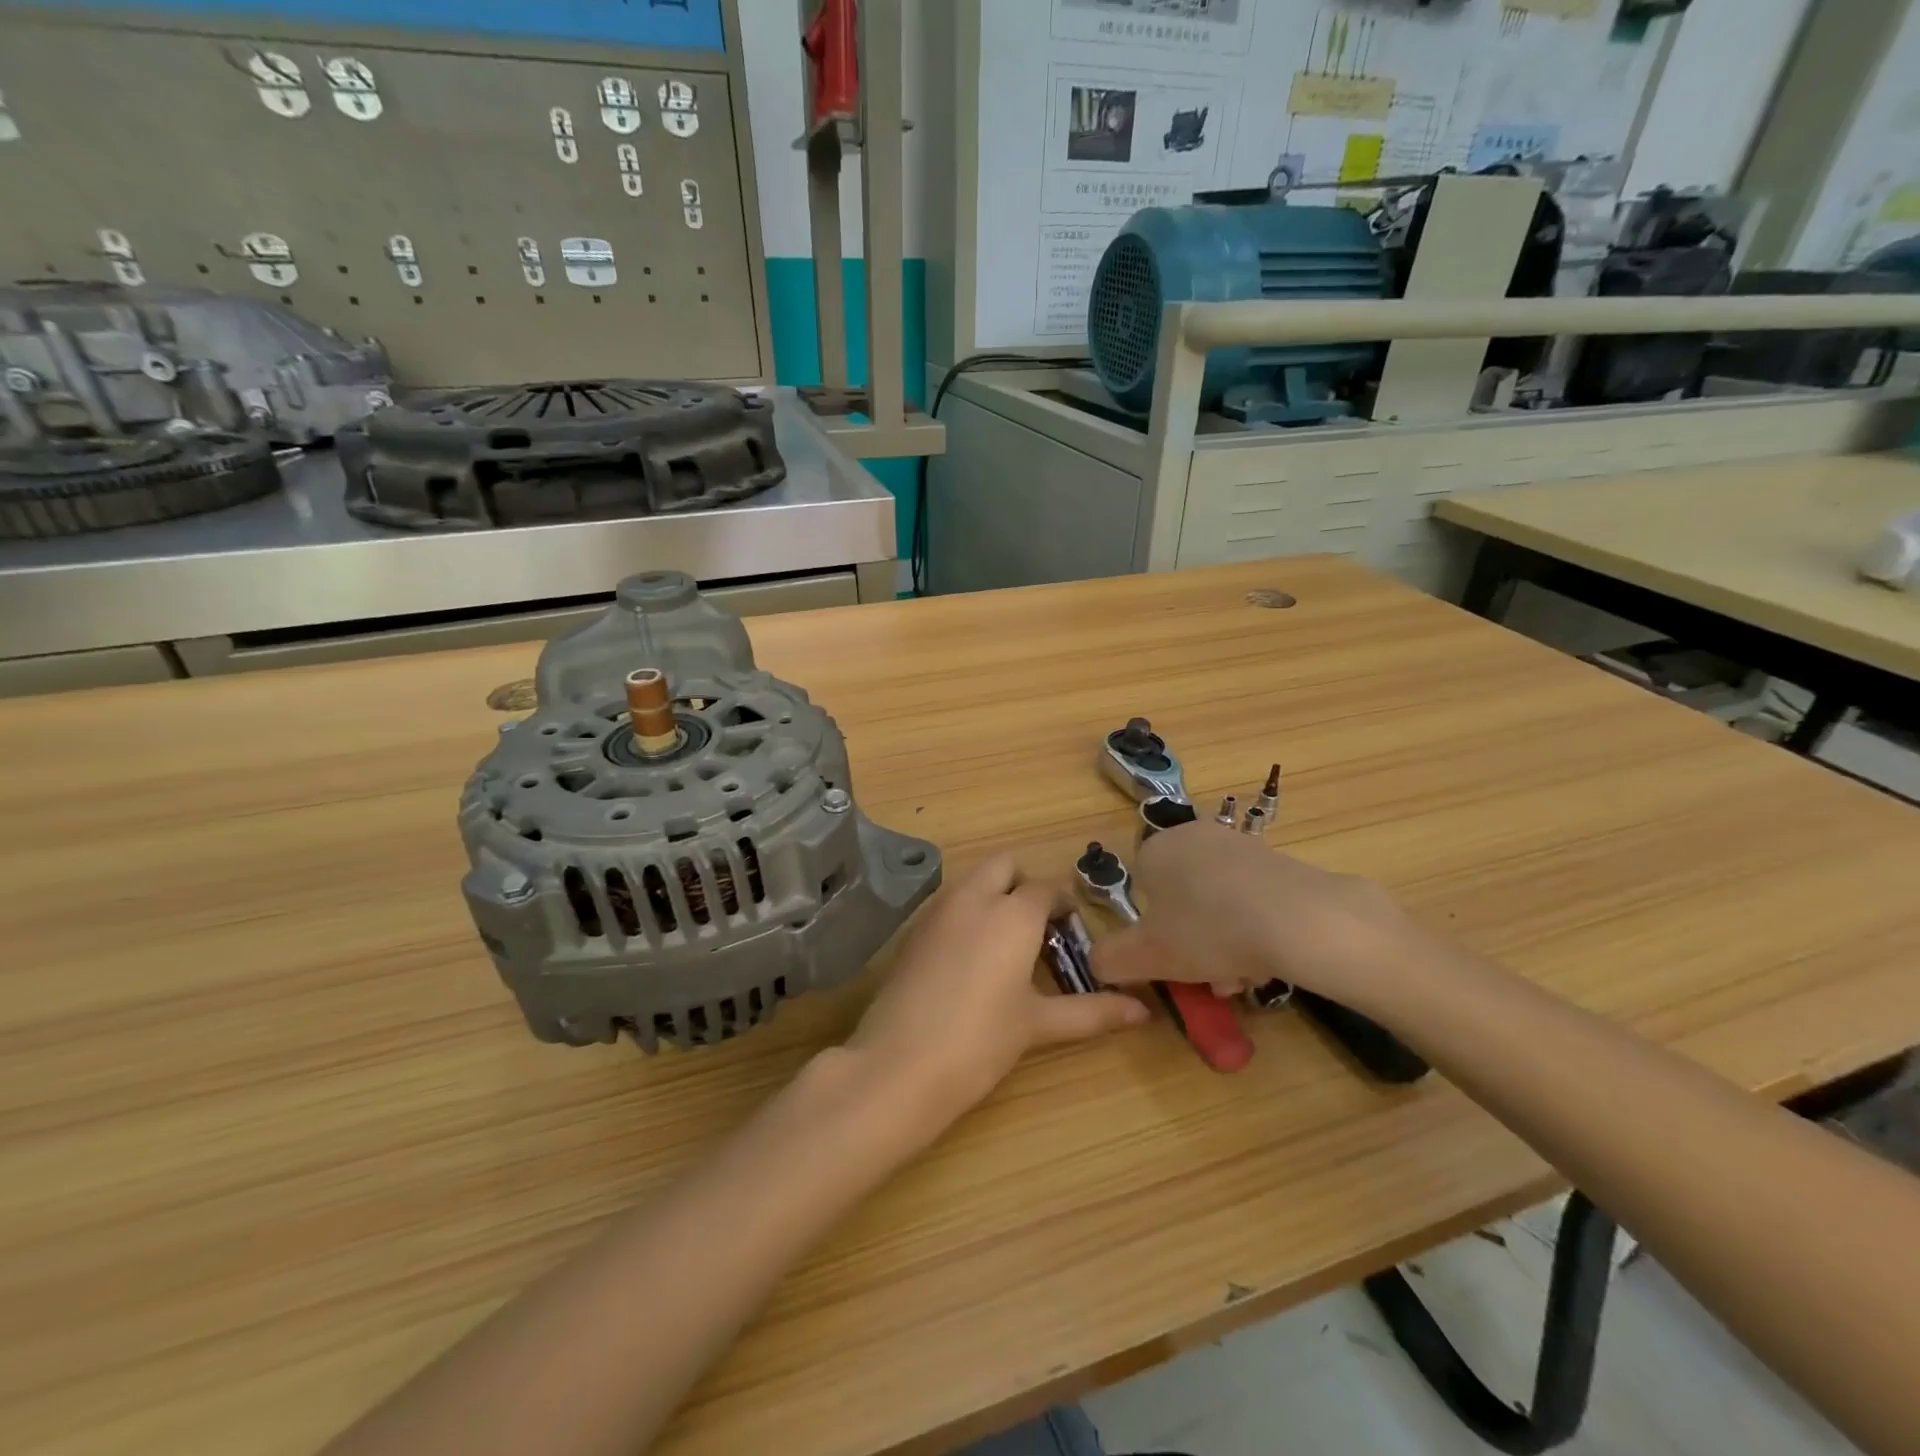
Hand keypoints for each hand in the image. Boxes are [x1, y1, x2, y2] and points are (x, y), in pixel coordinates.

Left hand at [845, 856, 1146, 1135]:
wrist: (898, 1064)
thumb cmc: (980, 1042)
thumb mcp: (1038, 1025)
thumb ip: (1092, 1012)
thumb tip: (1143, 1012)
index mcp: (1012, 913)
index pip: (1047, 889)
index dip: (1063, 906)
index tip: (1072, 932)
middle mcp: (974, 897)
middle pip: (1005, 865)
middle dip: (1024, 884)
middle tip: (1036, 927)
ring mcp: (937, 909)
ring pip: (972, 879)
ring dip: (992, 893)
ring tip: (1006, 943)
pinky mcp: (913, 929)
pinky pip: (947, 901)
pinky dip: (965, 911)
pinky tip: (969, 956)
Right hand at [1091, 823, 1425, 1009]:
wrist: (1300, 920)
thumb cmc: (1209, 931)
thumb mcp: (1146, 955)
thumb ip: (1110, 959)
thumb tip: (1095, 963)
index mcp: (1156, 848)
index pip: (1140, 888)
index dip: (1151, 928)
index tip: (1170, 959)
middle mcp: (1194, 836)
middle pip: (1181, 898)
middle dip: (1191, 942)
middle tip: (1207, 978)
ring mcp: (1240, 845)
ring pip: (1217, 903)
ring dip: (1222, 943)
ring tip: (1241, 979)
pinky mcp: (1279, 862)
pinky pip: (1251, 899)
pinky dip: (1253, 930)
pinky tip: (1267, 961)